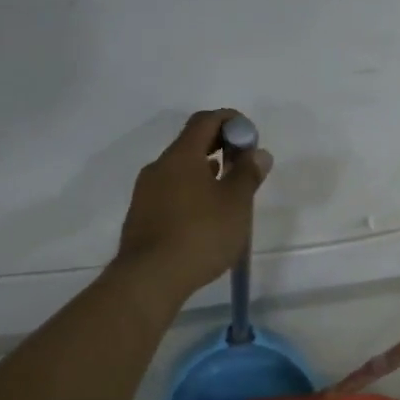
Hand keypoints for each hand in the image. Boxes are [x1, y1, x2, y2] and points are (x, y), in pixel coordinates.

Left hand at [116, 109, 273, 300]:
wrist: (149, 278)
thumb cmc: (200, 234)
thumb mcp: (236, 204)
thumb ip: (248, 174)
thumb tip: (258, 153)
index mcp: (181, 156)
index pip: (206, 120)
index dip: (231, 121)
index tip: (250, 137)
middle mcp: (159, 167)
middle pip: (191, 143)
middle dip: (220, 146)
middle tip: (244, 163)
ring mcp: (146, 192)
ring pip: (180, 169)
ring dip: (205, 171)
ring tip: (228, 190)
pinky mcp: (141, 216)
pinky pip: (171, 191)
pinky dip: (191, 191)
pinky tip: (205, 214)